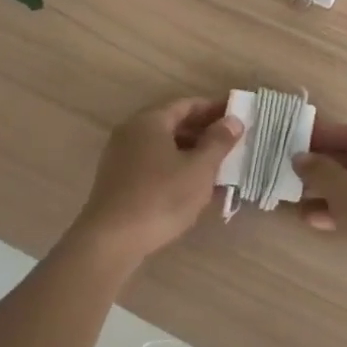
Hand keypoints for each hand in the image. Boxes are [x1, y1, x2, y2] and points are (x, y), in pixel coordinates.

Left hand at [72, 98, 241, 267]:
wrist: (110, 242)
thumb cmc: (160, 198)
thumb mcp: (199, 169)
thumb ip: (218, 142)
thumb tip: (233, 120)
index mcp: (150, 120)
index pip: (187, 104)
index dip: (214, 109)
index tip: (236, 115)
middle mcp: (131, 131)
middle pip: (173, 124)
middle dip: (203, 132)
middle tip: (231, 142)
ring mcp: (121, 157)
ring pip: (163, 146)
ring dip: (190, 152)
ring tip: (217, 167)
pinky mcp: (117, 181)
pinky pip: (152, 164)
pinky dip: (174, 168)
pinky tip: (191, 187)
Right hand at [293, 124, 346, 305]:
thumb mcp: (346, 190)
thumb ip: (320, 171)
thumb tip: (300, 157)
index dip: (323, 135)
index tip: (295, 141)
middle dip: (322, 167)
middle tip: (291, 172)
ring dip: (326, 193)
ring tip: (296, 200)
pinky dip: (339, 213)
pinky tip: (314, 221)